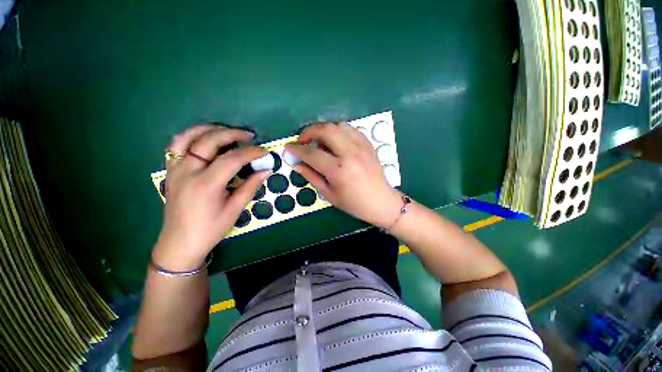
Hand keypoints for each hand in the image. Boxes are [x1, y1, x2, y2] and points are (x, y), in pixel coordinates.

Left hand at [153, 125, 269, 269]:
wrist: (180, 242)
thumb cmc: (210, 229)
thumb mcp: (235, 209)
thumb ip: (250, 186)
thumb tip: (266, 170)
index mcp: (206, 184)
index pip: (232, 159)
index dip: (251, 152)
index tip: (265, 151)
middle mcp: (188, 172)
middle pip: (209, 141)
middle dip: (232, 133)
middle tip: (249, 136)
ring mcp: (175, 169)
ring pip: (188, 137)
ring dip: (209, 129)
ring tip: (226, 131)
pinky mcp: (171, 171)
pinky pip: (177, 145)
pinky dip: (192, 136)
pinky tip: (205, 139)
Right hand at [285, 123, 401, 228]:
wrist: (381, 201)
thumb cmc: (354, 203)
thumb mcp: (329, 194)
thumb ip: (311, 176)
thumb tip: (296, 163)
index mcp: (338, 170)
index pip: (312, 153)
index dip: (297, 149)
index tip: (289, 148)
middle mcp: (350, 154)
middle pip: (325, 130)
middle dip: (309, 131)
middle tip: (302, 140)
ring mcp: (361, 147)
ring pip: (338, 125)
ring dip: (324, 129)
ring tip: (319, 140)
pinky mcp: (368, 144)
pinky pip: (351, 129)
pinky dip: (338, 130)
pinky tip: (335, 140)